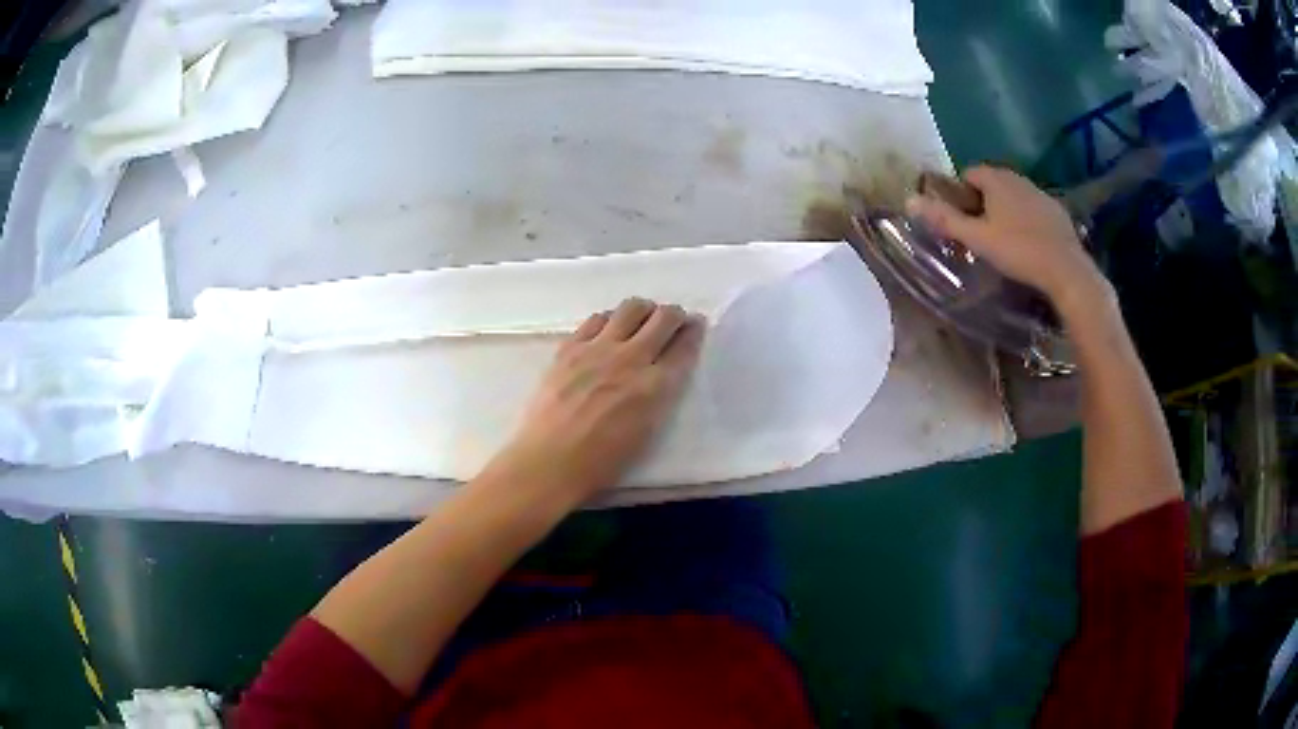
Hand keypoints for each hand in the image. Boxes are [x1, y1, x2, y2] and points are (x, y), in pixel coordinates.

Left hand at [478, 298, 704, 509]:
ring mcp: (598, 349)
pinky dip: (610, 319)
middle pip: (663, 318)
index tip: (696, 326)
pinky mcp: (570, 347)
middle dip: (674, 315)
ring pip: (631, 308)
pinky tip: (608, 329)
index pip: (684, 347)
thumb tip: (661, 374)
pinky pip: (597, 318)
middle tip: (672, 320)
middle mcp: (631, 359)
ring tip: (640, 320)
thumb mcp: (647, 432)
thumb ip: (659, 396)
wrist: (550, 460)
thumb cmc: (602, 462)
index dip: (694, 332)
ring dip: (643, 311)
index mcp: (655, 387)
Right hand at [906, 165, 1110, 314]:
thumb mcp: (977, 238)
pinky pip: (1034, 209)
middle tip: (980, 231)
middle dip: (984, 200)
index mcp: (996, 180)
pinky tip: (1029, 244)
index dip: (961, 193)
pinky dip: (1027, 220)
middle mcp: (1018, 178)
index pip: (970, 172)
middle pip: (993, 182)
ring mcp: (1040, 193)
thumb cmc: (1018, 251)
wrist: (1066, 270)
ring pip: (1015, 195)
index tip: (961, 218)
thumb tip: (909, 201)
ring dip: (1007, 209)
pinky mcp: (1057, 211)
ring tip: (1004, 239)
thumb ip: (945, 219)